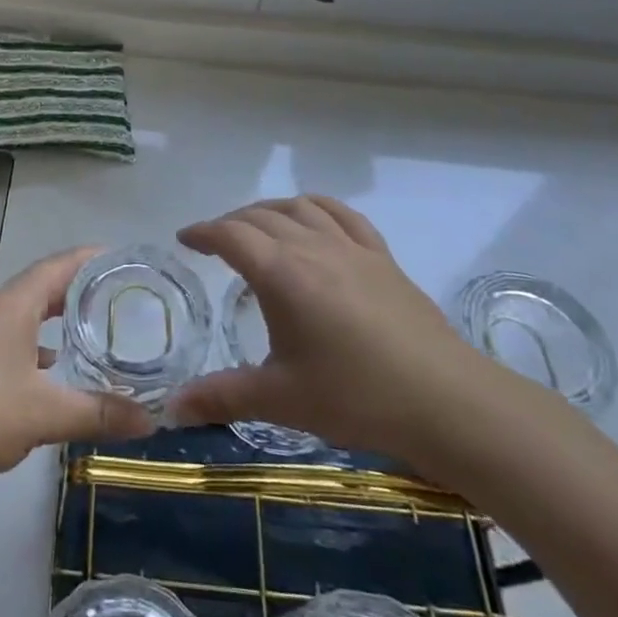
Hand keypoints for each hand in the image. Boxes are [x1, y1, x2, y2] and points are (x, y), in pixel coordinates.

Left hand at [0, 247, 156, 498]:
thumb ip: (99, 413)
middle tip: (121, 294)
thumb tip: (151, 420)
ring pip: (28, 313)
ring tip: (96, 326)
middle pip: (44, 285)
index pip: (59, 265)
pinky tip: (54, 366)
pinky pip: (15, 337)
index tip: (126, 260)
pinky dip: (39, 342)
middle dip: (81, 288)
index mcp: (14, 305)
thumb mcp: (46, 414)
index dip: (92, 258)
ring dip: (59, 315)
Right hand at [167, 195, 497, 472]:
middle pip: (261, 216)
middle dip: (231, 223)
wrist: (447, 402)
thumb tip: (170, 409)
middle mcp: (312, 246)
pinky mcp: (382, 257)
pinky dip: (316, 207)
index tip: (184, 239)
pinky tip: (313, 221)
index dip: (202, 232)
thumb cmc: (355, 397)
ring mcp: (351, 247)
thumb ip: (221, 397)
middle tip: (216, 243)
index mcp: (281, 273)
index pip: (230, 235)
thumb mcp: (280, 399)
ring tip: (257, 228)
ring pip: (300, 208)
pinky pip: (342, 214)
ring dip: (269, 210)